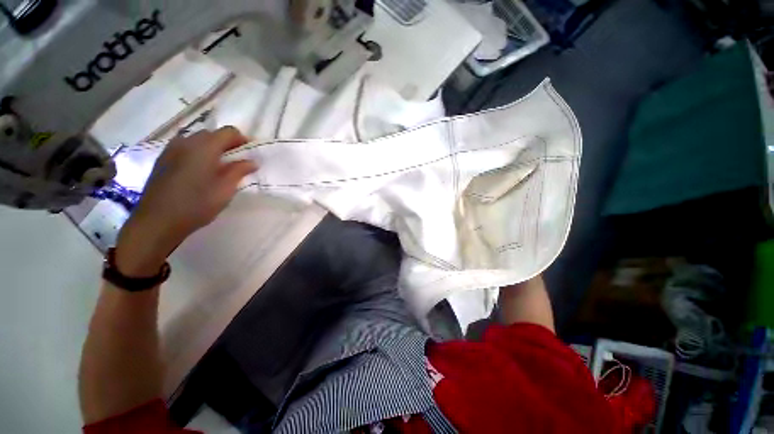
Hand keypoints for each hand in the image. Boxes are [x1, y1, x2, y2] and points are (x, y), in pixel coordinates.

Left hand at [115, 127, 256, 275]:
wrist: (157, 221)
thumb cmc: (196, 205)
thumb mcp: (225, 190)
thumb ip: (239, 171)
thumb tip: (253, 161)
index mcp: (204, 148)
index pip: (228, 132)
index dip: (242, 139)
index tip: (250, 152)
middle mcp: (186, 142)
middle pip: (212, 134)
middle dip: (227, 143)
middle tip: (237, 161)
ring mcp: (171, 150)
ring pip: (197, 140)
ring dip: (211, 147)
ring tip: (219, 165)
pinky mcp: (163, 159)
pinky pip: (184, 147)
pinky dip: (197, 152)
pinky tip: (199, 169)